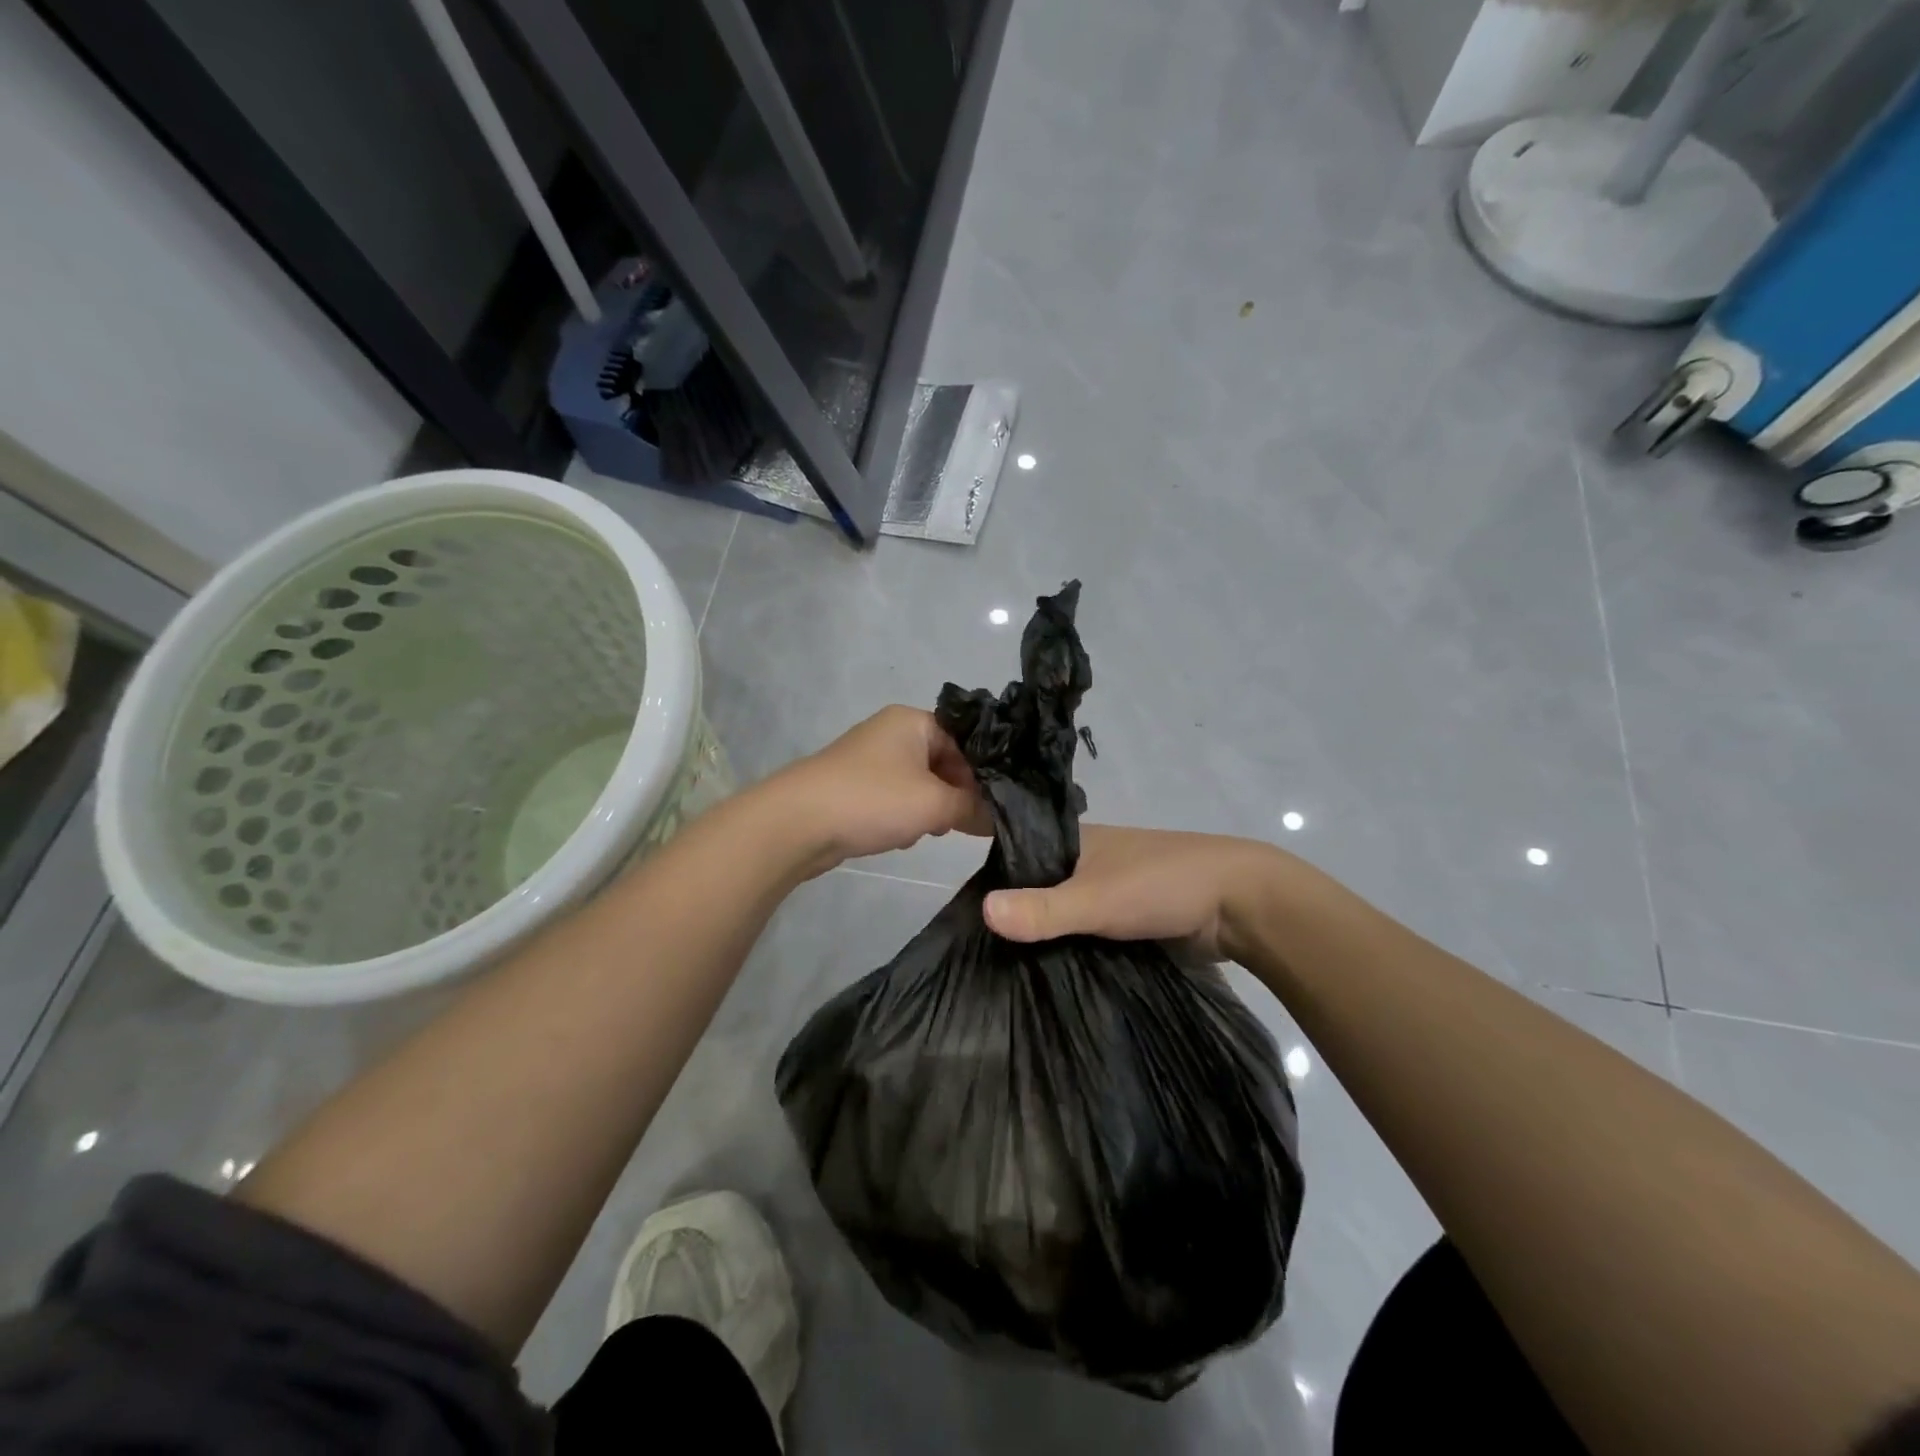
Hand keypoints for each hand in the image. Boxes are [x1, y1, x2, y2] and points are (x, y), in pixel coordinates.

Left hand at [770, 706, 989, 875]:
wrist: (797, 822)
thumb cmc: (873, 800)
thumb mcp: (935, 805)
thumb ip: (974, 808)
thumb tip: (999, 818)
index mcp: (913, 721)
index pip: (966, 741)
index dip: (982, 774)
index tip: (991, 806)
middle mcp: (892, 732)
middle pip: (944, 763)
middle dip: (953, 796)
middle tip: (958, 823)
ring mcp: (869, 759)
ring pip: (920, 784)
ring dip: (929, 810)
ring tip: (924, 831)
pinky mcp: (854, 786)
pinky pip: (894, 798)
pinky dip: (902, 817)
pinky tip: (898, 837)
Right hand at [983, 825, 1282, 962]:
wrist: (1241, 905)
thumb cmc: (1163, 885)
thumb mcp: (1096, 898)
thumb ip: (1044, 909)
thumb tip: (982, 910)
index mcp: (1075, 840)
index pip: (1017, 854)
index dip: (992, 879)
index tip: (962, 915)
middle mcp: (1088, 860)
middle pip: (1039, 887)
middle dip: (1016, 915)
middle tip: (979, 955)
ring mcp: (1111, 890)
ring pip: (1064, 913)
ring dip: (1045, 936)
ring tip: (1005, 971)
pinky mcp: (1129, 918)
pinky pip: (1088, 932)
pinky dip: (1071, 947)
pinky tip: (1048, 972)